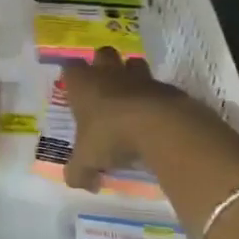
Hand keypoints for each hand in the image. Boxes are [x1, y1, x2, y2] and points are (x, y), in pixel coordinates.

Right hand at [59, 47, 193, 191]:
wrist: (159, 126)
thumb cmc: (111, 136)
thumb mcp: (86, 161)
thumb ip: (78, 172)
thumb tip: (81, 184)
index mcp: (83, 85)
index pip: (71, 67)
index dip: (72, 75)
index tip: (74, 87)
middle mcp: (109, 74)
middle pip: (103, 54)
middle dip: (103, 64)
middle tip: (103, 86)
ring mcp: (140, 78)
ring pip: (133, 63)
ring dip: (131, 74)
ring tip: (130, 97)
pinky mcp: (167, 88)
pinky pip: (158, 86)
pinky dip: (155, 97)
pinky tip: (155, 117)